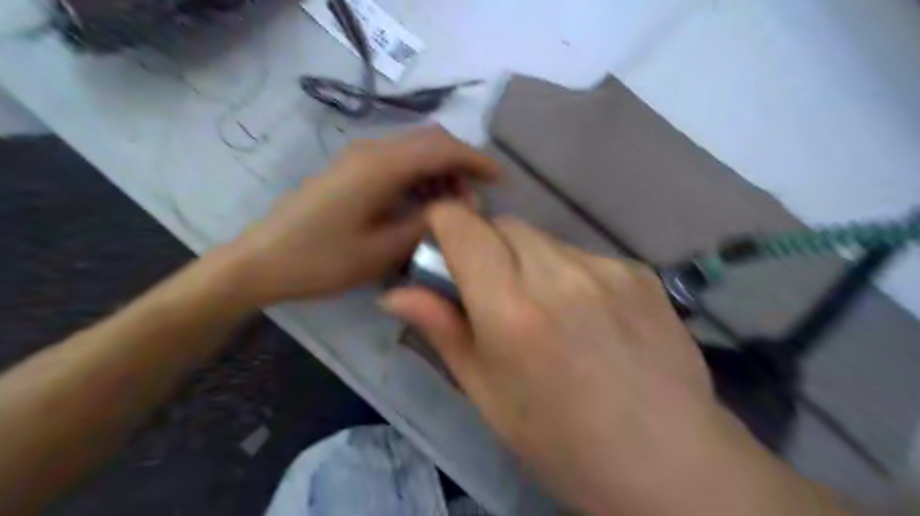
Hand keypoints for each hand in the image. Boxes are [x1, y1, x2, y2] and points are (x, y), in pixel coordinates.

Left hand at [221, 127, 499, 308]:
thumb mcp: (383, 250)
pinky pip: (397, 162)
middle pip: (430, 141)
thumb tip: (461, 209)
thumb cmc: (322, 260)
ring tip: (455, 206)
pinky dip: (420, 176)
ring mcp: (359, 157)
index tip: (500, 180)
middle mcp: (372, 150)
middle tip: (478, 197)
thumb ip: (428, 224)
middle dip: (461, 163)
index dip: (476, 160)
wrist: (262, 261)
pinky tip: (425, 203)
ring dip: (441, 170)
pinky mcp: (351, 170)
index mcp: (381, 166)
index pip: (442, 148)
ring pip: (414, 150)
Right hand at [379, 202, 826, 515]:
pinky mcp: (639, 271)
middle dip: (487, 247)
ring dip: (528, 260)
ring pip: (544, 239)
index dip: (444, 222)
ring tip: (546, 310)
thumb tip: (395, 293)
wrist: (670, 462)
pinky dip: (568, 272)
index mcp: (512, 311)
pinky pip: (583, 255)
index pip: (464, 227)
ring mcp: (606, 269)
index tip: (441, 245)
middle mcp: (559, 275)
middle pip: (504, 225)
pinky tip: (588, 316)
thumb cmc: (563, 443)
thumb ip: (442, 331)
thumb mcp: (488, 395)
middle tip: (494, 294)